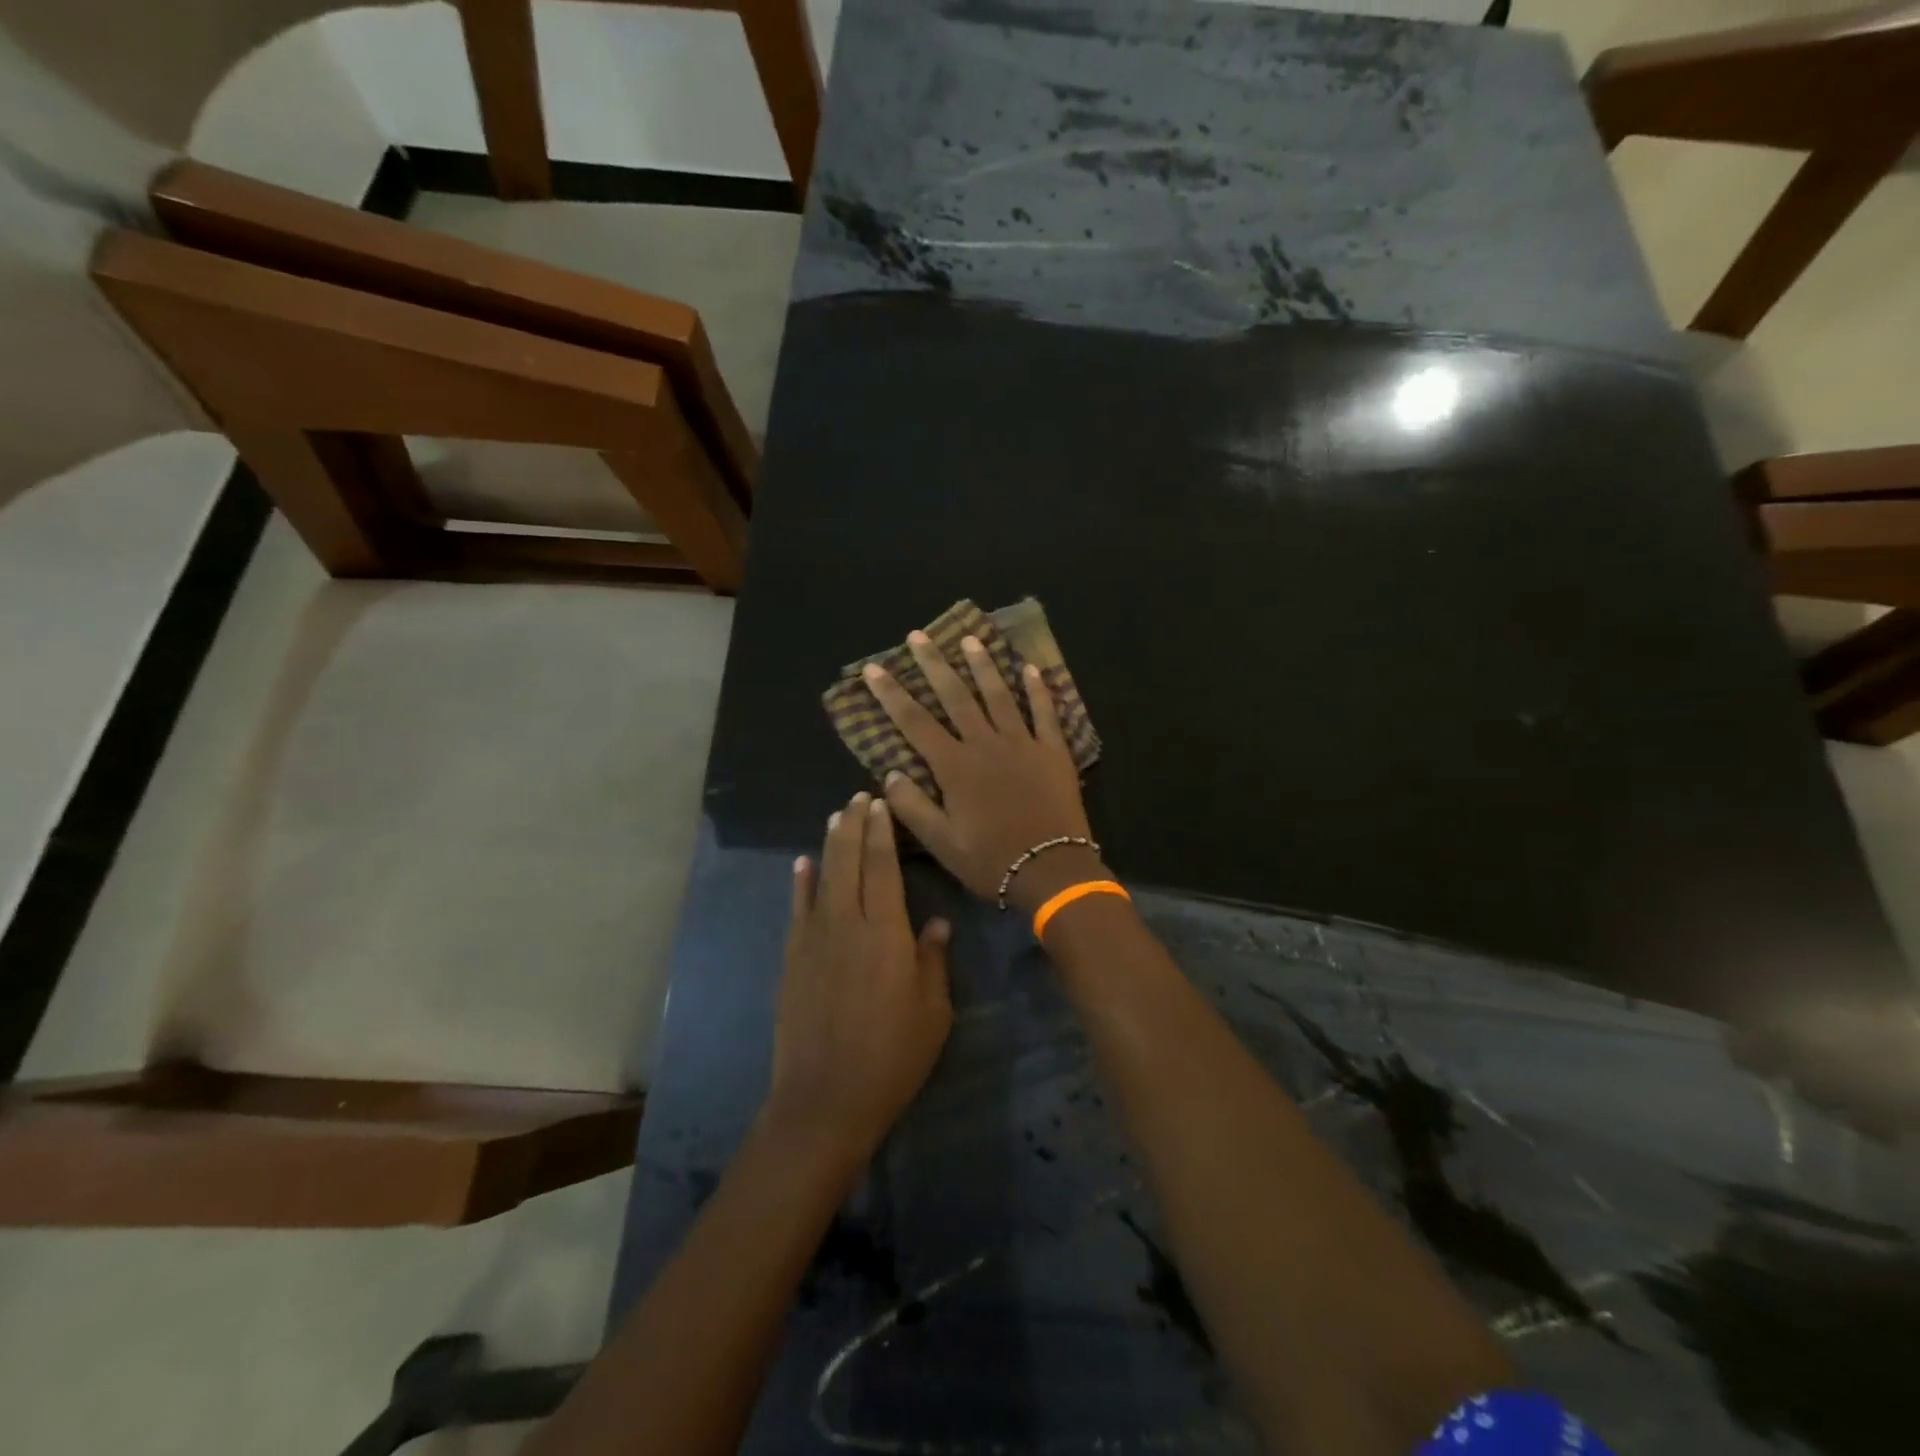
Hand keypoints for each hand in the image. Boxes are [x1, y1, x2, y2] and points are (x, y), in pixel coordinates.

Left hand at [769, 792, 953, 1163]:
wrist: (825, 1098)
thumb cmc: (892, 1057)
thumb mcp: (933, 1012)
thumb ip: (933, 960)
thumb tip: (936, 923)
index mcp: (886, 932)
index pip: (883, 867)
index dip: (882, 832)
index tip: (881, 804)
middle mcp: (847, 923)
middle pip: (849, 861)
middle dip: (854, 825)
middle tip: (859, 797)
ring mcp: (814, 939)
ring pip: (822, 877)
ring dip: (830, 843)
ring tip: (836, 816)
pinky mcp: (792, 958)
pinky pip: (798, 908)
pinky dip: (800, 882)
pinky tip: (802, 864)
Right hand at [863, 631, 1102, 912]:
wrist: (1052, 870)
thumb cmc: (992, 860)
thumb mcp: (941, 843)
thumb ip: (912, 806)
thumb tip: (888, 773)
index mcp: (955, 767)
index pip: (914, 722)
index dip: (891, 694)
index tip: (874, 668)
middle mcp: (986, 744)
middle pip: (955, 696)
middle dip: (934, 664)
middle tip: (918, 636)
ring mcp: (1023, 743)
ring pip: (999, 695)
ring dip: (983, 665)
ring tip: (970, 639)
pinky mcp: (1053, 751)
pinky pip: (1045, 712)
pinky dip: (1039, 689)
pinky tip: (1031, 668)